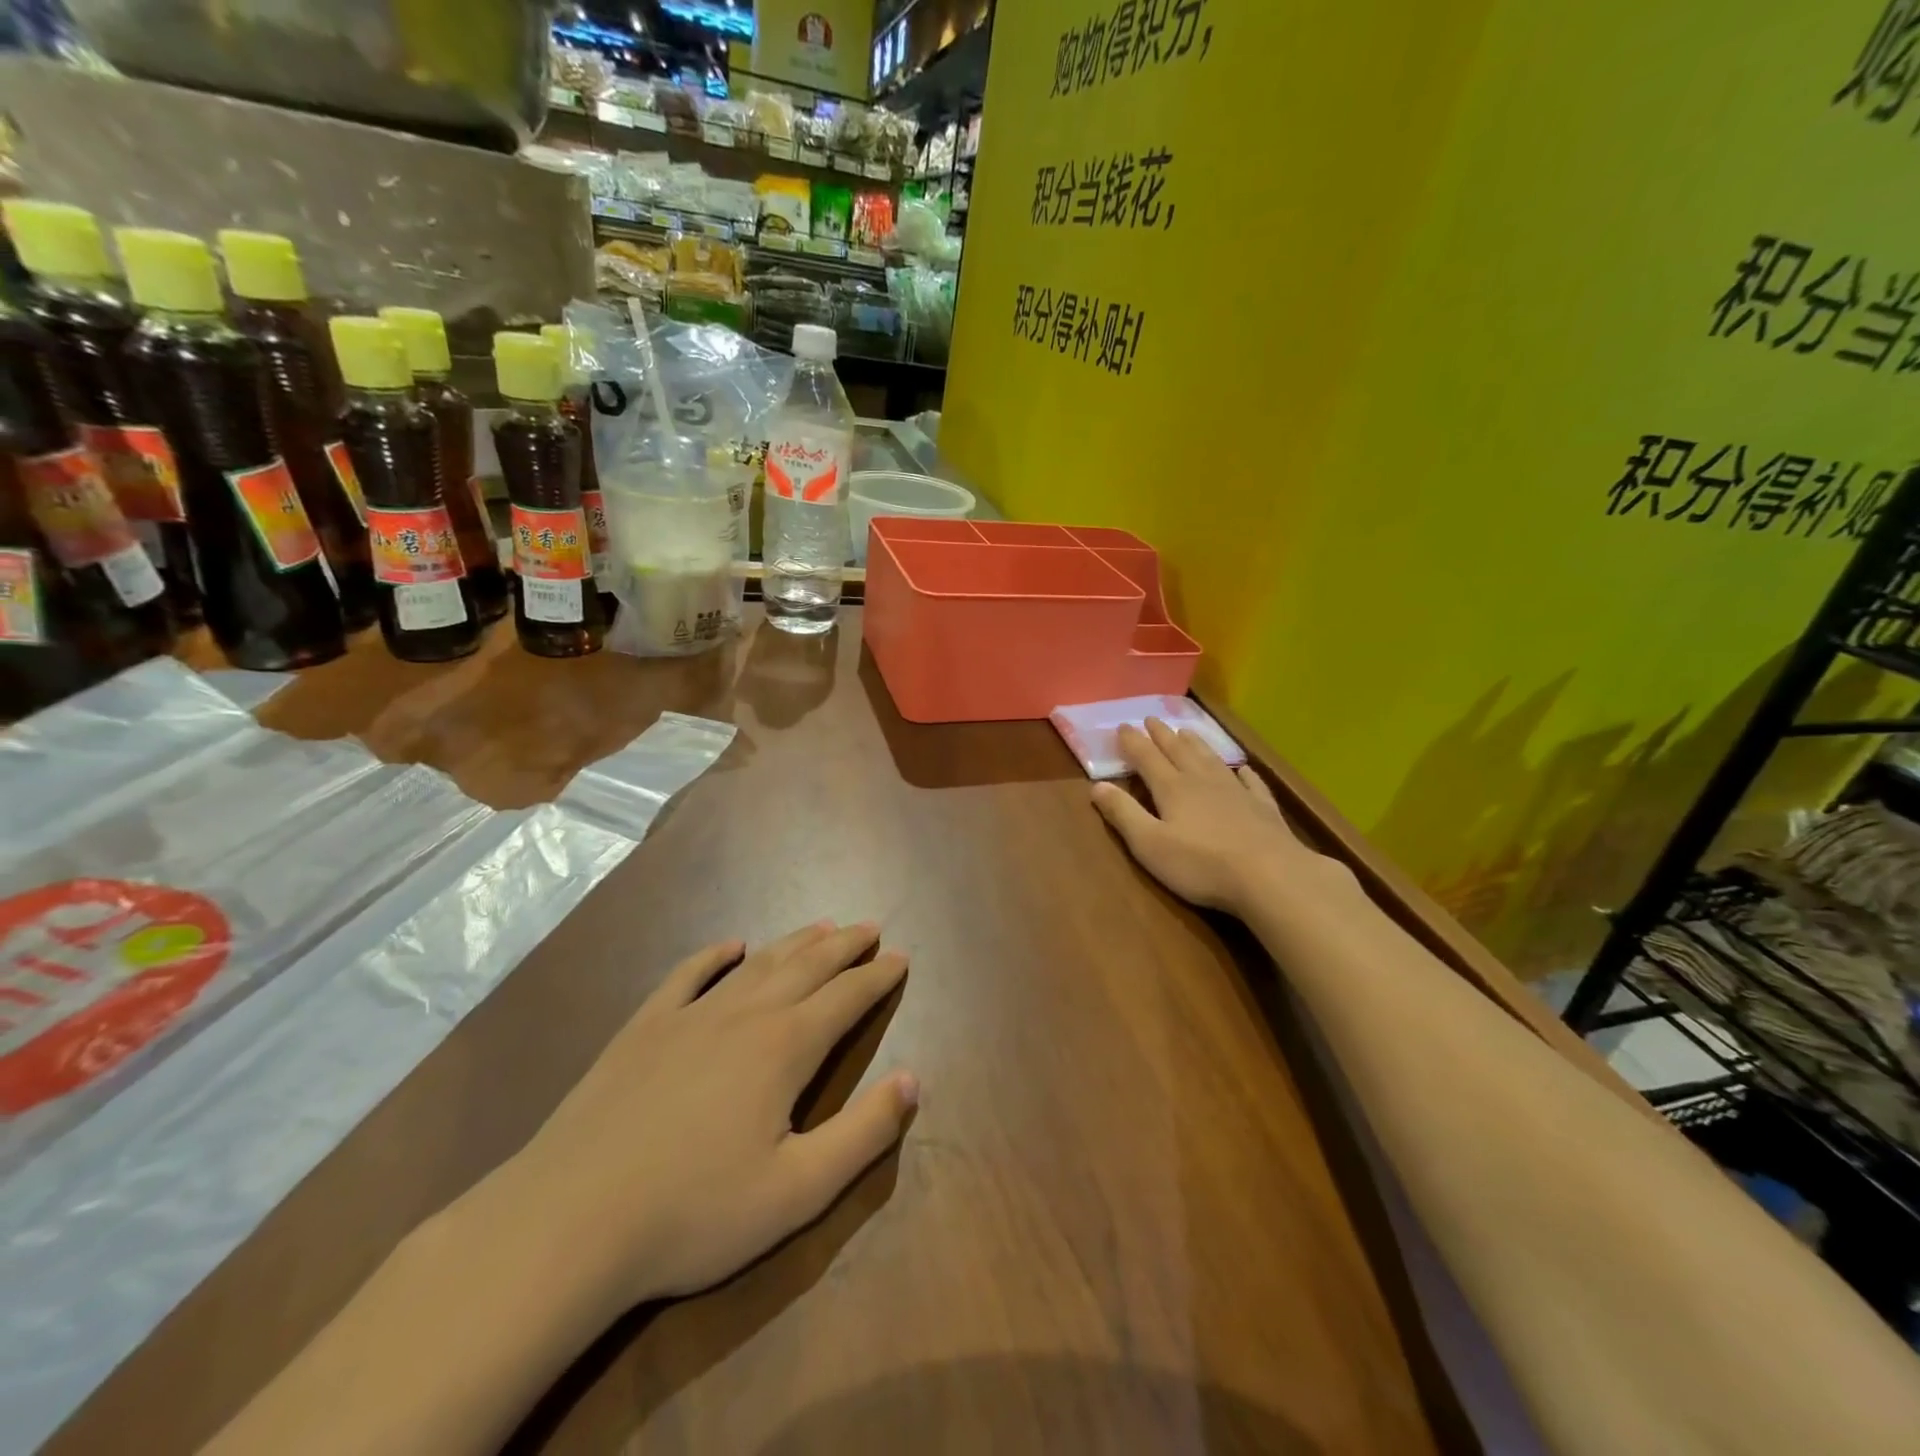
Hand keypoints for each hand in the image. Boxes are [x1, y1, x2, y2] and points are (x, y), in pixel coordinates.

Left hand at [515, 922, 915, 1311]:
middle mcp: (745, 1015)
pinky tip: (731, 945)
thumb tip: (912, 1080)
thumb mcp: (797, 1192)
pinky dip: (715, 955)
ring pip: (757, 964)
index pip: (846, 997)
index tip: (900, 957)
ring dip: (795, 942)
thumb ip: (863, 1133)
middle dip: (844, 946)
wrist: (570, 1221)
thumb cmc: (695, 1214)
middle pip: (807, 966)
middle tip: (869, 927)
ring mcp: (690, 1016)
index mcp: (785, 1048)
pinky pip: (688, 975)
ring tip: (822, 926)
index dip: (877, 977)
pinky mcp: (644, 1028)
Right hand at [1092, 719, 1337, 912]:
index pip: (1147, 758)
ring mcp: (1236, 792)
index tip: (1122, 726)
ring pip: (1211, 760)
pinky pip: (1252, 782)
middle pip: (1178, 751)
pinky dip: (1244, 773)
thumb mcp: (1149, 844)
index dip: (1133, 742)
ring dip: (1196, 744)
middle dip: (1162, 735)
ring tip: (1186, 731)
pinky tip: (1244, 769)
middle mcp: (1202, 781)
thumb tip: (1097, 786)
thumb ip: (1123, 814)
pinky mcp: (1263, 808)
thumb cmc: (1201, 864)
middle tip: (1152, 719)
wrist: (1271, 875)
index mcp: (1172, 788)